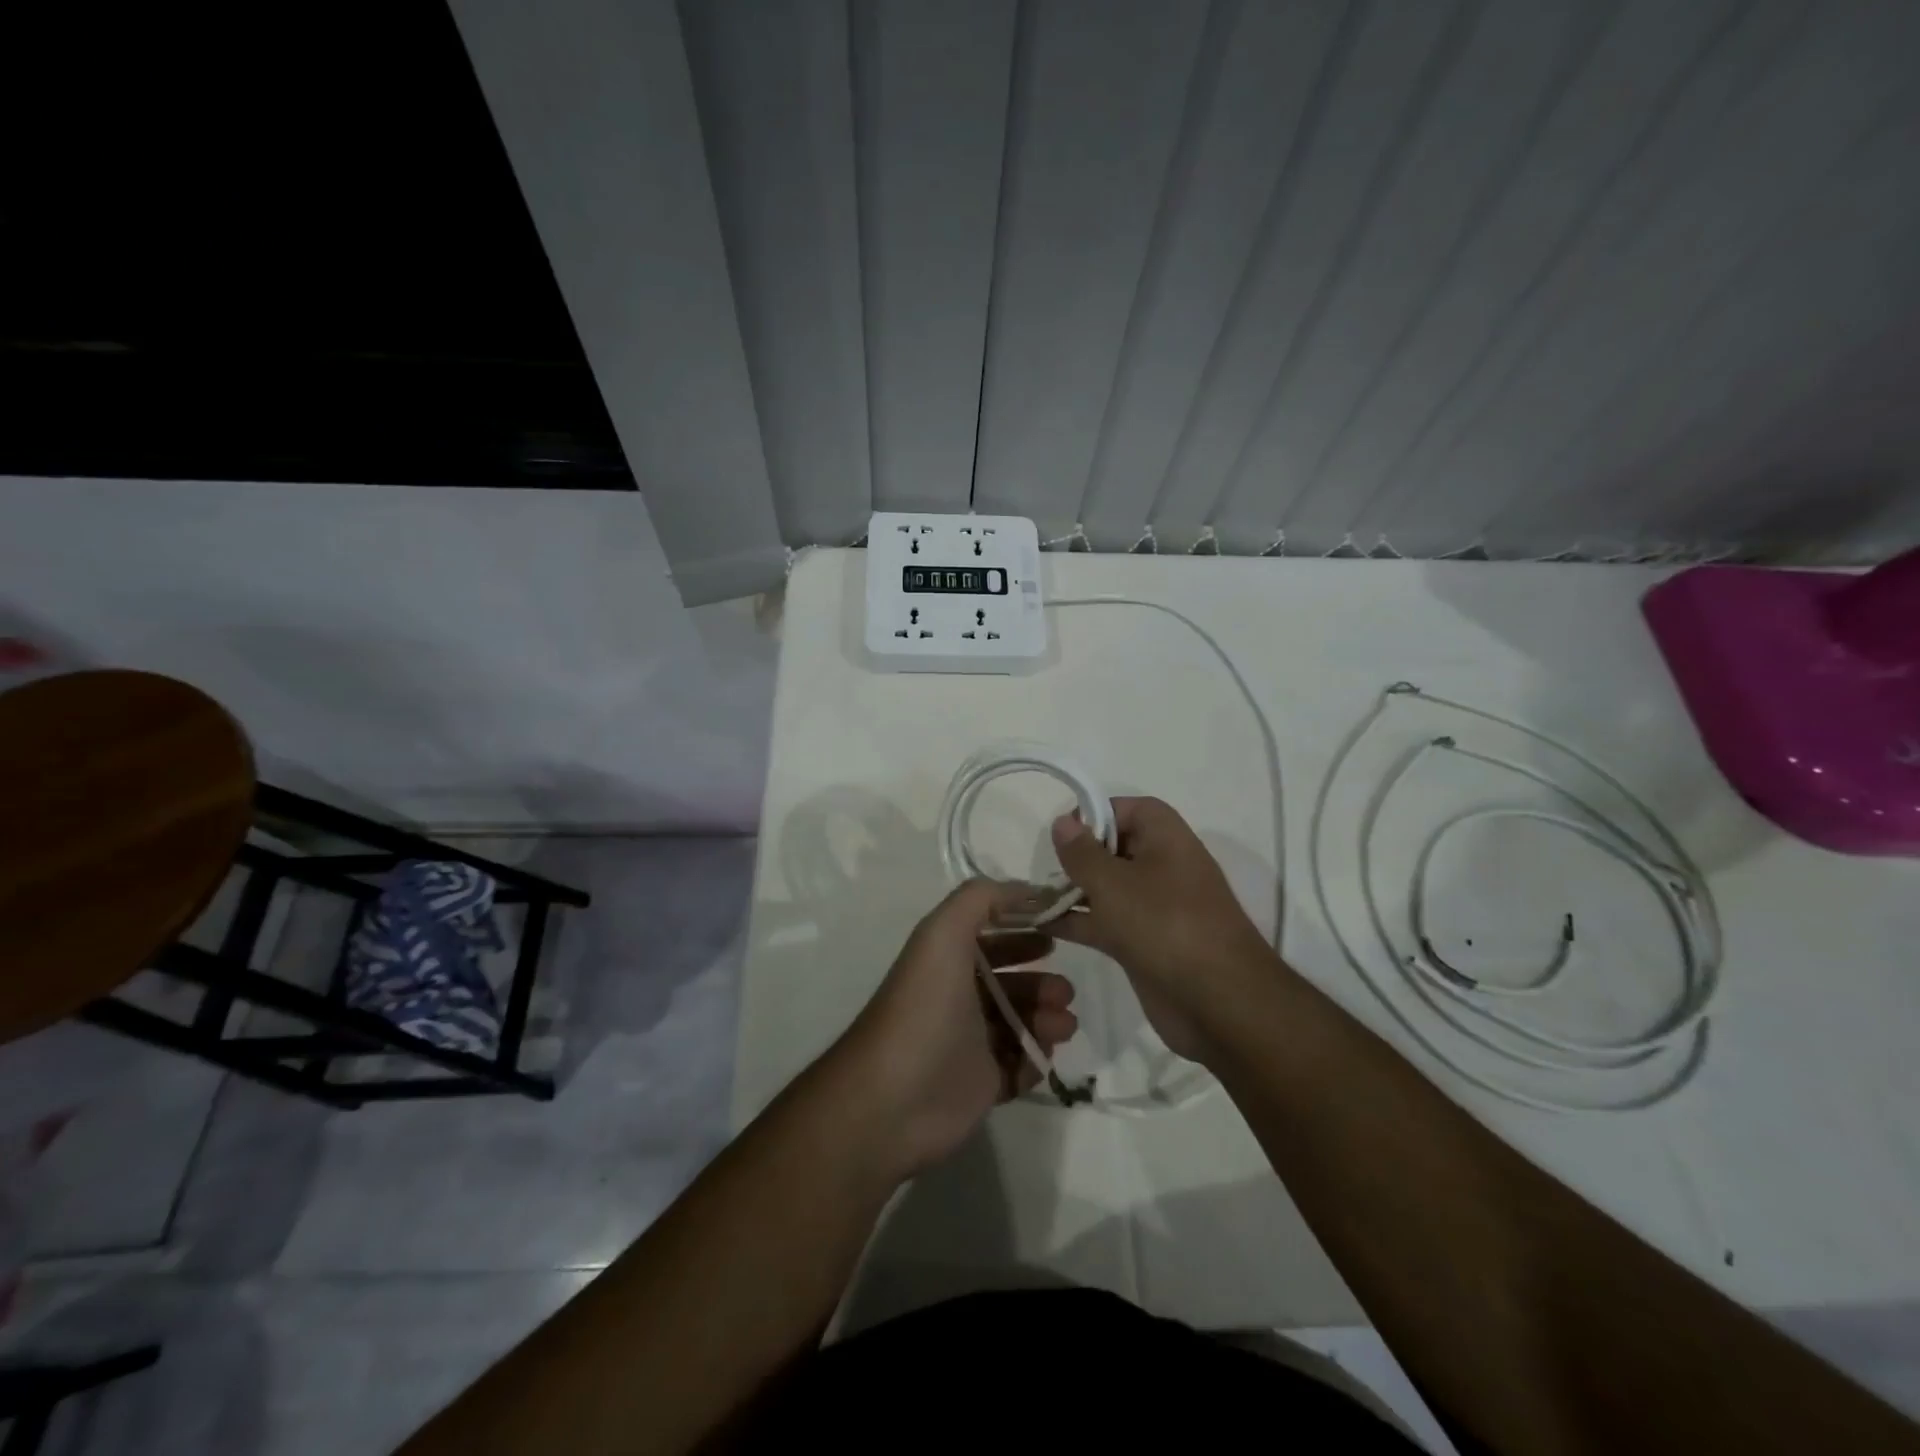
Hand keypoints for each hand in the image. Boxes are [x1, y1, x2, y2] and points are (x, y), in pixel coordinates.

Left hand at [833, 880, 1077, 1177]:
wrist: (896, 1098)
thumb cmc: (924, 1007)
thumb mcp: (943, 934)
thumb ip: (981, 898)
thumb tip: (1027, 889)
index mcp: (946, 959)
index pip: (989, 934)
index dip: (1021, 927)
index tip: (1058, 929)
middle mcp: (958, 995)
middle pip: (1010, 979)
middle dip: (1041, 979)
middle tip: (1065, 989)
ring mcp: (970, 1041)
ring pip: (1021, 1022)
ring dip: (1047, 1018)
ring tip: (1063, 1023)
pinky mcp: (982, 1083)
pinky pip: (1021, 1065)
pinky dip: (1036, 1058)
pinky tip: (1042, 1056)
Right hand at [1048, 797, 1276, 1065]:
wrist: (1218, 1002)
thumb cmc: (1164, 925)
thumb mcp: (1114, 883)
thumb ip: (1082, 853)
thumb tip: (1064, 822)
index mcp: (1166, 838)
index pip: (1128, 809)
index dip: (1095, 814)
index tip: (1062, 831)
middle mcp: (1163, 866)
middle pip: (1115, 848)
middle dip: (1079, 855)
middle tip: (1044, 868)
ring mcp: (1155, 907)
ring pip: (1108, 888)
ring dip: (1073, 891)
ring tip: (1031, 897)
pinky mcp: (1146, 943)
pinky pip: (1107, 922)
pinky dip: (1079, 921)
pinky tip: (1042, 926)